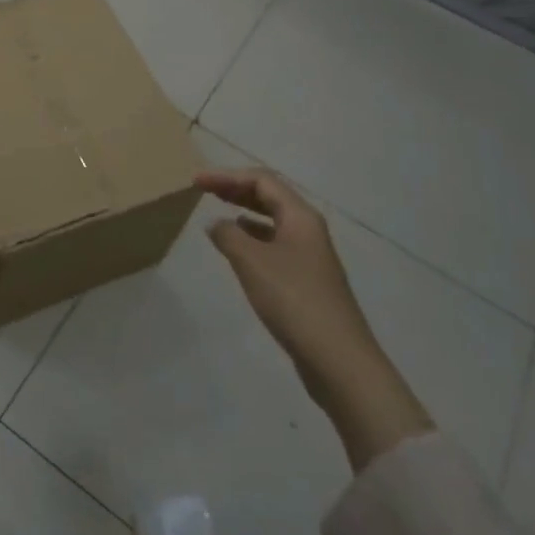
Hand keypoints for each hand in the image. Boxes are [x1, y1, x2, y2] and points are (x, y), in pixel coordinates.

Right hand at [197, 165, 431, 469]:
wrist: (338, 359)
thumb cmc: (293, 300)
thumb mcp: (251, 262)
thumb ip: (228, 235)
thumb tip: (217, 224)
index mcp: (300, 216)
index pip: (261, 180)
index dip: (226, 175)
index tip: (196, 181)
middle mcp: (308, 229)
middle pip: (270, 196)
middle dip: (236, 189)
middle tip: (203, 189)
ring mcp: (310, 255)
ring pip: (273, 220)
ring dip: (245, 211)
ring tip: (217, 212)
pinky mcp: (307, 279)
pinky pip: (275, 243)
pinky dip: (253, 237)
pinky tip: (238, 247)